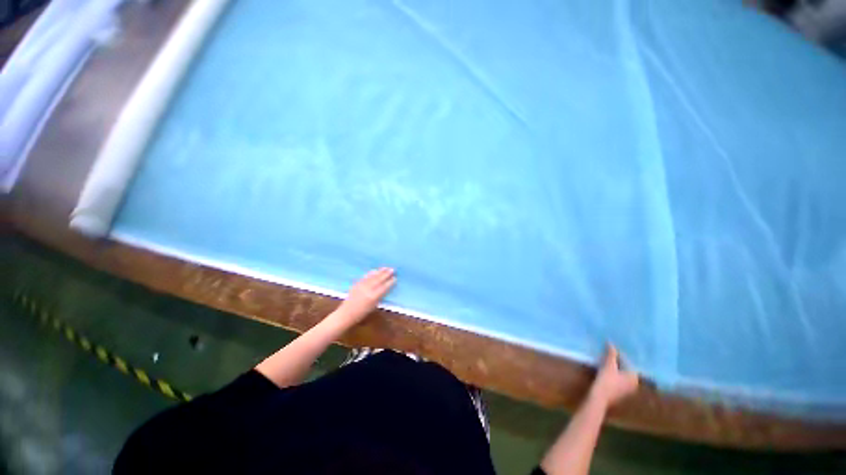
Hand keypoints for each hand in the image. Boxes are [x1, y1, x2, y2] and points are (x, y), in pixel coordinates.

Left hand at [334, 267, 395, 325]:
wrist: (346, 313)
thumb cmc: (361, 313)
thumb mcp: (373, 306)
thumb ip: (379, 296)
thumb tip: (385, 288)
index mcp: (373, 296)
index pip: (384, 287)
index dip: (390, 282)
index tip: (395, 278)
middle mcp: (368, 289)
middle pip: (379, 279)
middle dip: (386, 274)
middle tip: (392, 269)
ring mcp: (361, 285)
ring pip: (372, 276)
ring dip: (380, 271)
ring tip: (386, 267)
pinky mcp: (357, 284)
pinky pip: (365, 277)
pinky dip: (371, 273)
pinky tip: (375, 270)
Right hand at [588, 344, 638, 407]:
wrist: (600, 397)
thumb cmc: (606, 380)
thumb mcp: (608, 365)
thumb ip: (611, 354)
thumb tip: (610, 342)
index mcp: (634, 376)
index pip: (627, 361)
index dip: (617, 354)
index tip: (609, 349)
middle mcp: (634, 383)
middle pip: (625, 368)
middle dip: (617, 361)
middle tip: (607, 354)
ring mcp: (628, 390)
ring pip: (621, 375)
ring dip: (615, 368)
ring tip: (605, 362)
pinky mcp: (621, 393)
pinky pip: (619, 380)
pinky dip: (614, 375)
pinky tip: (605, 372)